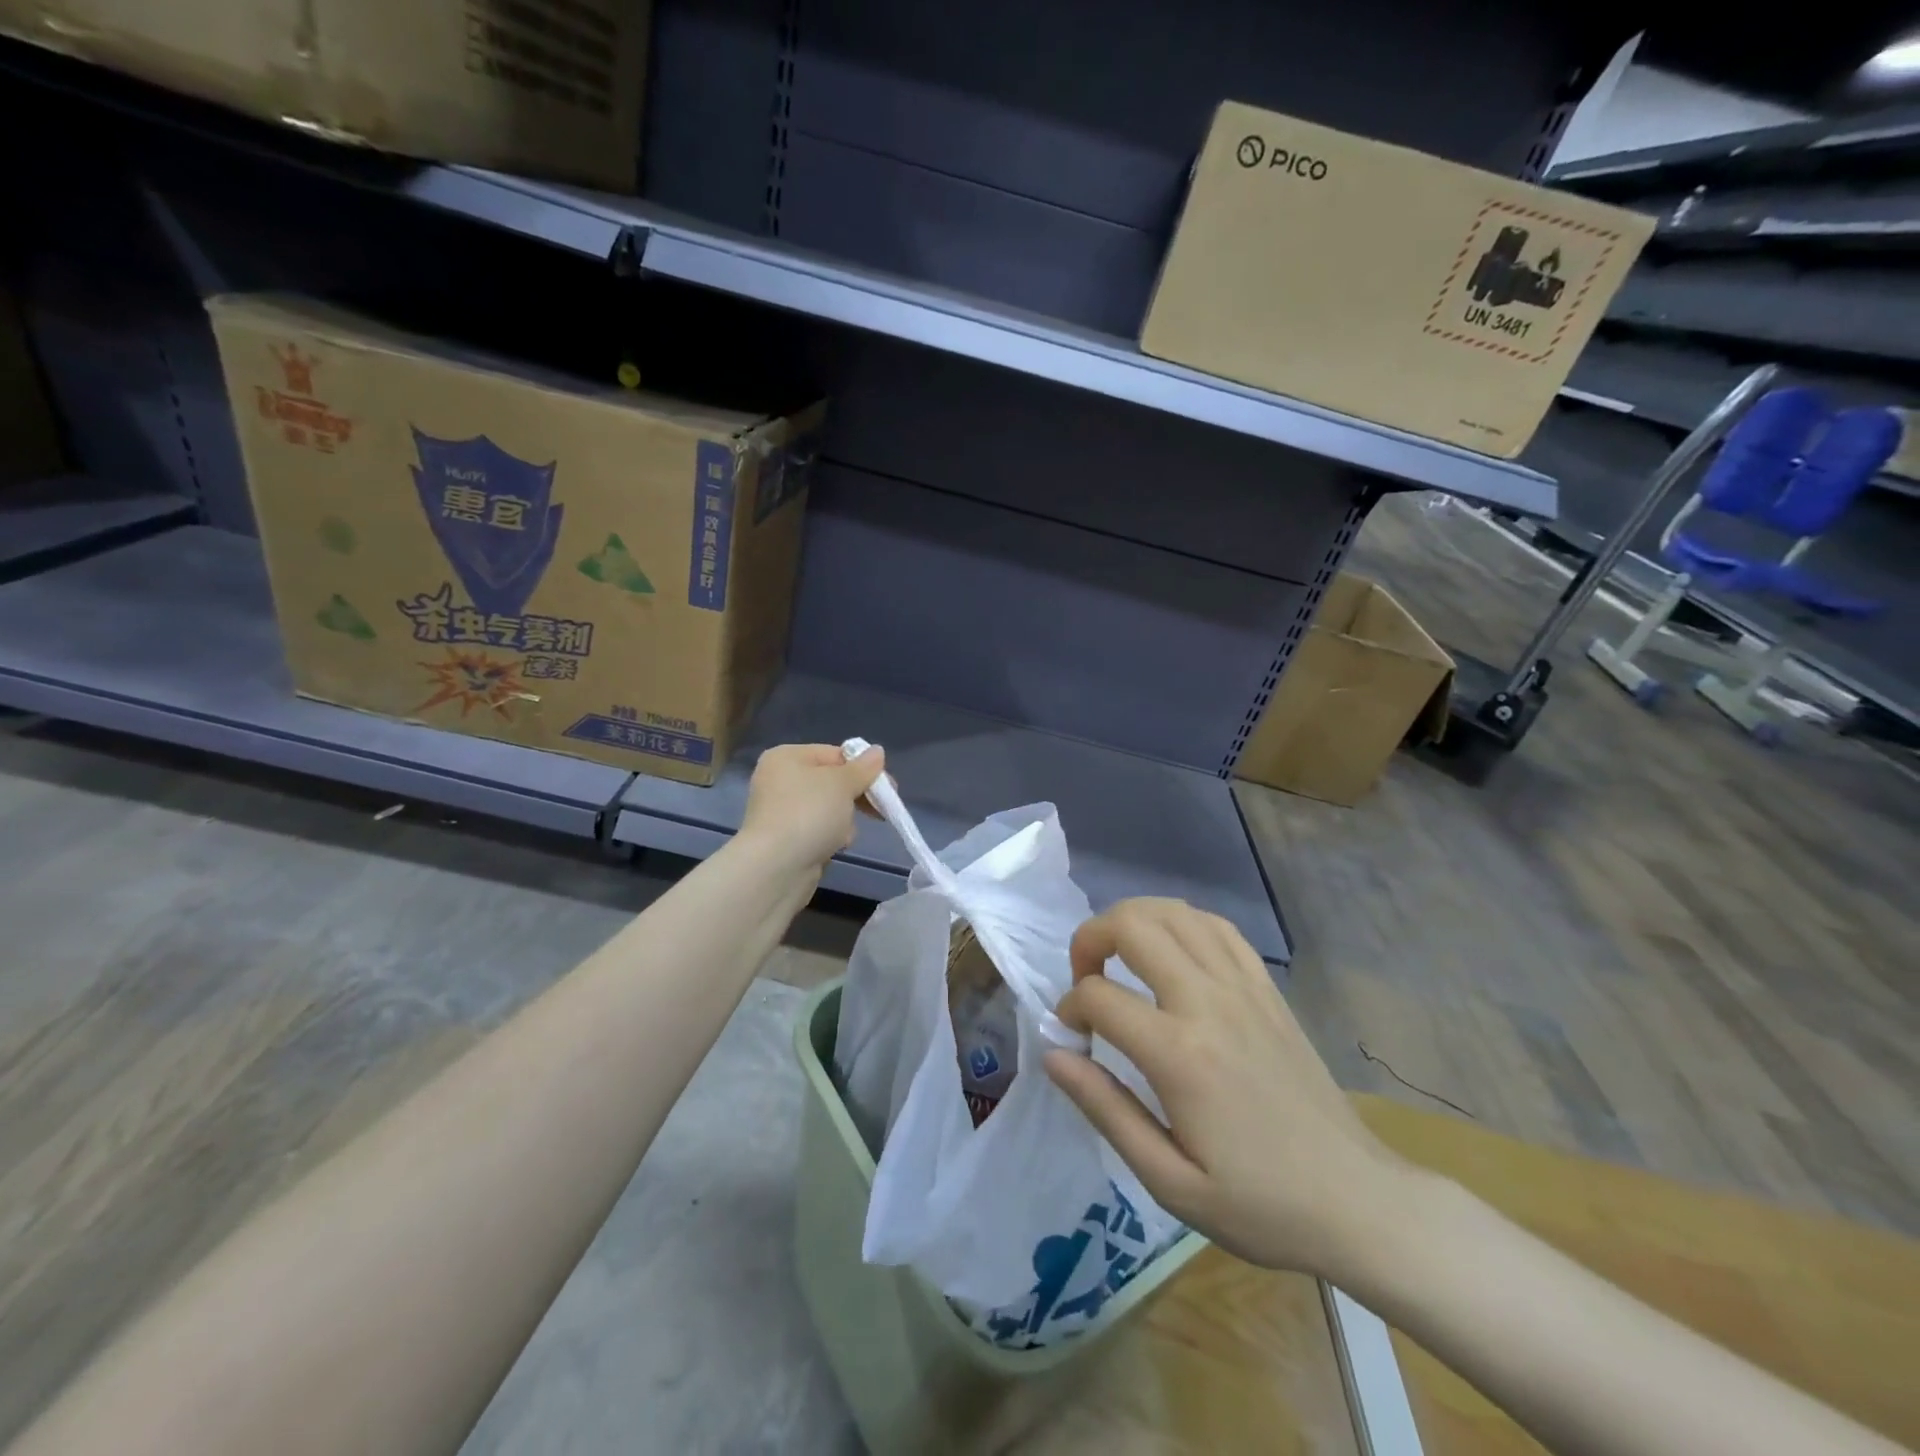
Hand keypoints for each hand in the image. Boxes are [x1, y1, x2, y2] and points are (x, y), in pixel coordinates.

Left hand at [736, 742, 885, 877]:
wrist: (775, 868)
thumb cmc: (809, 814)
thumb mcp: (842, 784)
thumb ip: (863, 768)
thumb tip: (877, 751)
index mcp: (786, 757)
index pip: (835, 754)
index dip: (864, 769)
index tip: (888, 787)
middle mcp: (779, 780)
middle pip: (832, 782)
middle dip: (855, 796)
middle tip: (880, 810)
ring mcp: (780, 811)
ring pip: (828, 808)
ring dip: (844, 819)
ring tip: (844, 834)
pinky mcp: (785, 839)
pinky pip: (818, 830)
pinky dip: (830, 837)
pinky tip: (834, 846)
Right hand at [1044, 898, 1415, 1280]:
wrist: (1356, 1201)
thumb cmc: (1258, 1204)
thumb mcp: (1168, 1181)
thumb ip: (1104, 1108)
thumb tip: (1052, 1053)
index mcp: (1179, 1054)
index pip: (1098, 997)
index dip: (1069, 1010)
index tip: (1071, 1039)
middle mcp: (1208, 1002)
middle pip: (1132, 925)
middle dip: (1090, 939)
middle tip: (1084, 977)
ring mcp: (1243, 987)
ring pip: (1174, 912)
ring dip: (1132, 920)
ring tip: (1119, 956)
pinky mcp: (1267, 987)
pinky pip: (1217, 926)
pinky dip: (1181, 922)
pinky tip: (1172, 950)